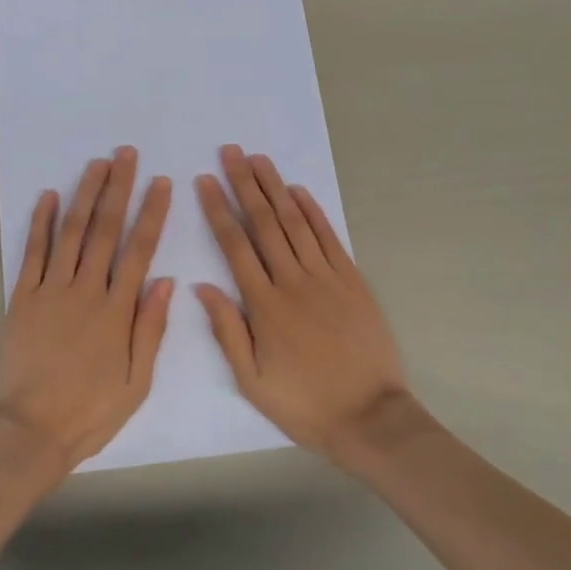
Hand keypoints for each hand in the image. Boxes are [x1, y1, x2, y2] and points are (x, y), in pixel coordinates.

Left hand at [0, 147, 172, 474]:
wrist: (29, 430)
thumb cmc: (89, 411)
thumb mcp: (136, 382)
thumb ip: (150, 328)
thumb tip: (165, 280)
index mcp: (116, 311)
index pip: (139, 250)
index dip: (151, 213)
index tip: (161, 183)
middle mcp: (85, 290)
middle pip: (105, 229)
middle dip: (118, 188)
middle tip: (126, 154)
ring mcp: (50, 290)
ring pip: (71, 232)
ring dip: (84, 194)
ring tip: (96, 163)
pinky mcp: (23, 297)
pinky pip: (32, 252)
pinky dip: (40, 222)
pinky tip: (49, 196)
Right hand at [195, 145, 410, 462]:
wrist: (370, 417)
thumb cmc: (304, 403)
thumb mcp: (252, 380)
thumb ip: (227, 330)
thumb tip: (201, 286)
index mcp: (264, 306)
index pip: (235, 245)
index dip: (218, 210)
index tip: (204, 181)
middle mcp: (293, 282)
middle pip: (264, 223)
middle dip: (244, 184)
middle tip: (230, 152)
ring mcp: (326, 278)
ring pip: (295, 222)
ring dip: (275, 188)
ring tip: (259, 159)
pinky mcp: (352, 281)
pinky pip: (329, 237)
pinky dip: (314, 211)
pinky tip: (298, 190)